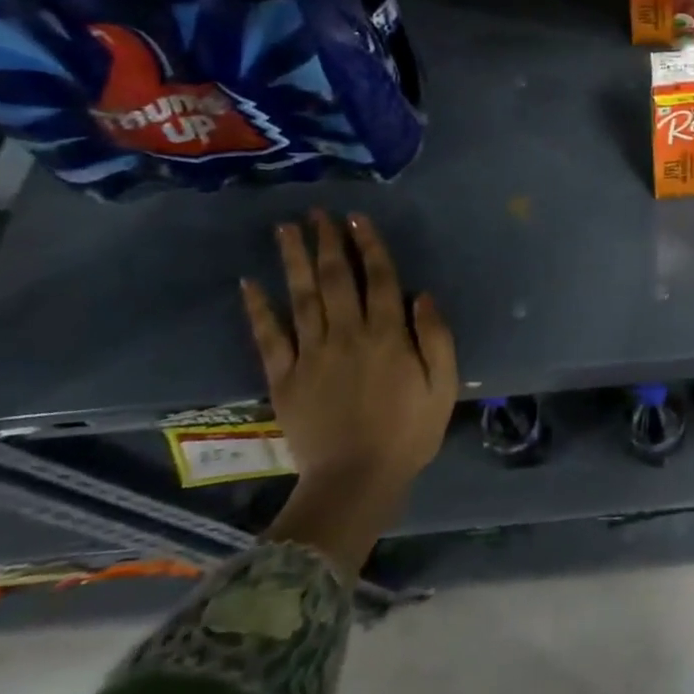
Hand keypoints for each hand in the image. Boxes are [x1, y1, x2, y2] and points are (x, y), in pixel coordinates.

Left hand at [242, 211, 456, 573]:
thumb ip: (436, 337)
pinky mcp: (284, 379)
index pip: (379, 278)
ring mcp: (311, 355)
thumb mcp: (444, 386)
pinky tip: (249, 283)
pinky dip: (258, 309)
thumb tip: (422, 294)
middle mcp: (347, 335)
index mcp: (388, 335)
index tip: (356, 218)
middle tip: (316, 212)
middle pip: (336, 279)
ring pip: (301, 297)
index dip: (368, 245)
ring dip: (293, 260)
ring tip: (285, 230)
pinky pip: (268, 337)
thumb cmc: (409, 432)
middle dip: (327, 242)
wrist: (357, 481)